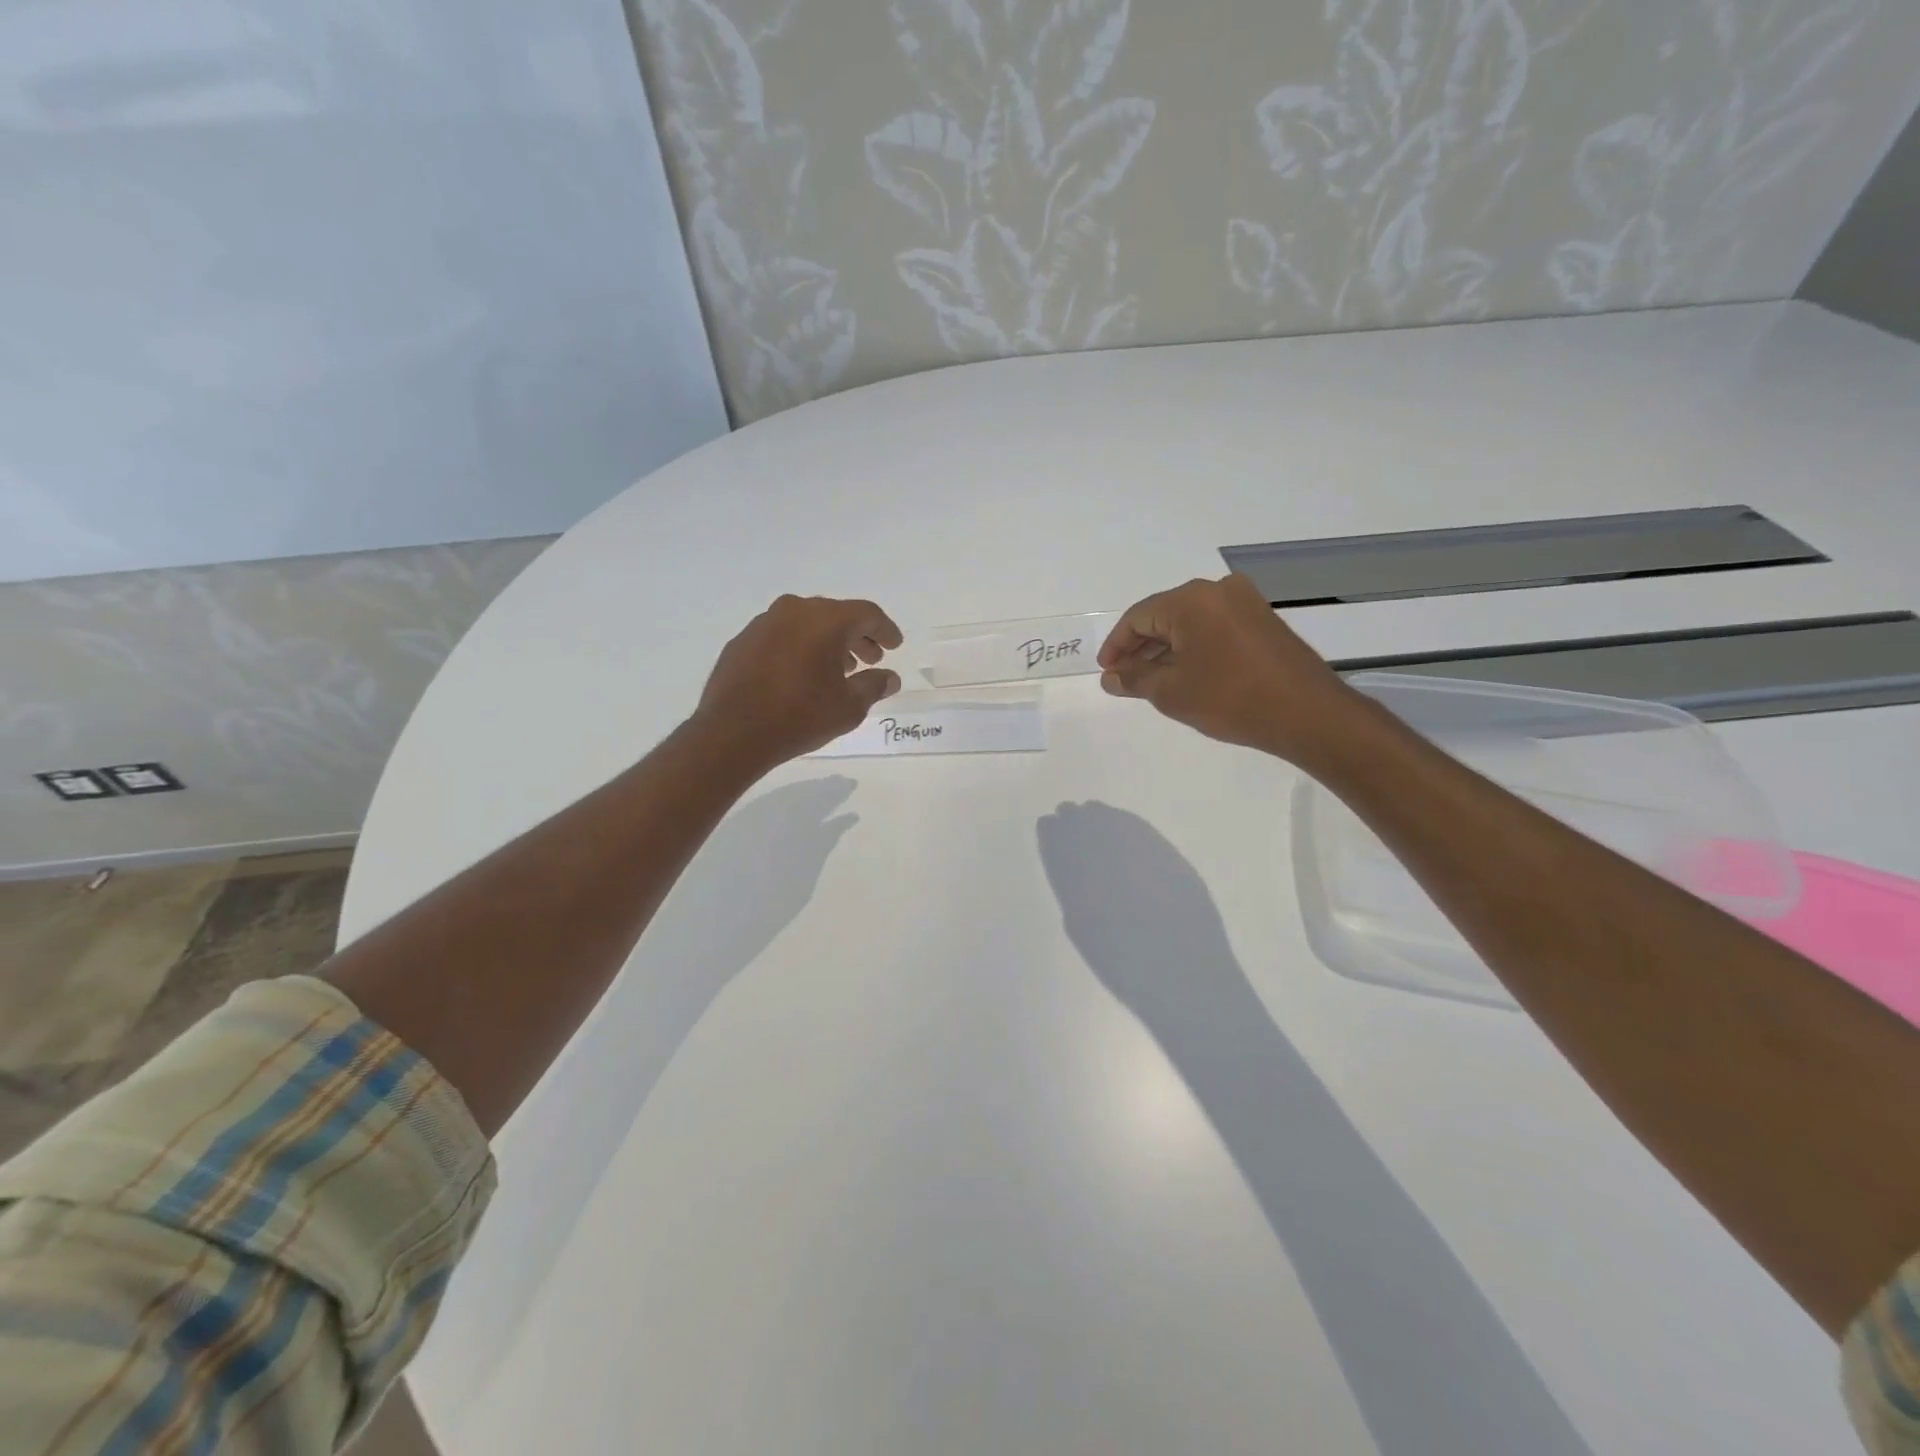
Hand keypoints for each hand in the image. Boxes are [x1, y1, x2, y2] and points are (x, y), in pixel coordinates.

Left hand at [693, 594, 903, 768]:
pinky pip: (782, 635)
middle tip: (871, 659)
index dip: (885, 629)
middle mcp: (795, 610)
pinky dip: (799, 647)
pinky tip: (802, 673)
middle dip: (857, 636)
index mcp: (826, 620)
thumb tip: (889, 677)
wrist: (733, 733)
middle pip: (836, 615)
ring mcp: (764, 622)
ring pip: (807, 623)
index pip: (867, 613)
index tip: (895, 645)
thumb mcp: (848, 707)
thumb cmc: (800, 717)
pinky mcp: (743, 640)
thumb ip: (874, 686)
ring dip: (827, 641)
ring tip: (839, 669)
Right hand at [1097, 573, 1360, 762]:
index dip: (1117, 646)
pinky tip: (1186, 673)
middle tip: (1125, 678)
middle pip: (1164, 615)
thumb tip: (1111, 677)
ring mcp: (1245, 603)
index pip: (1138, 617)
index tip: (1106, 671)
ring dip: (1167, 649)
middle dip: (1141, 647)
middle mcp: (1218, 590)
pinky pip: (1214, 627)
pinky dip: (1194, 647)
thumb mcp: (1171, 692)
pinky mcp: (1263, 620)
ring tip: (1152, 680)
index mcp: (1191, 600)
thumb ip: (1134, 679)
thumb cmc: (1230, 699)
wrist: (1307, 714)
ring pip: (1190, 622)